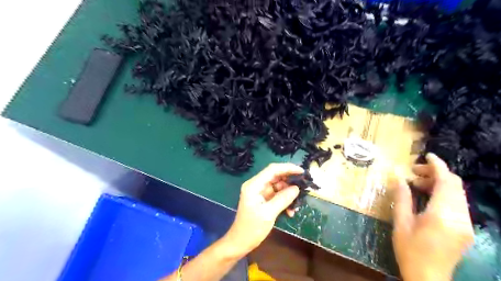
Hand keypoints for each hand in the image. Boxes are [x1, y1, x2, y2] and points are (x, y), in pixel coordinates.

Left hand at [220, 163, 302, 259]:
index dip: (288, 168)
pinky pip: (277, 195)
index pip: (272, 169)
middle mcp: (257, 185)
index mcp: (254, 185)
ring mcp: (260, 192)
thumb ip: (283, 199)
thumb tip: (297, 188)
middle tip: (304, 186)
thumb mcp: (269, 213)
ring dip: (289, 194)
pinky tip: (290, 212)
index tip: (302, 172)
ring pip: (279, 186)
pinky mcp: (264, 199)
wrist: (240, 242)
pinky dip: (285, 201)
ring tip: (297, 204)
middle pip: (276, 176)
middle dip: (290, 181)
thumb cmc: (252, 228)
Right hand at [391, 154, 474, 280]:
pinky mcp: (465, 228)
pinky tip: (427, 198)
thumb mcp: (401, 222)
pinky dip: (443, 194)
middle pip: (454, 185)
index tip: (427, 155)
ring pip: (457, 194)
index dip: (438, 166)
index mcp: (441, 215)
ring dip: (438, 184)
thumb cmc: (409, 249)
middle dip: (435, 173)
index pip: (446, 182)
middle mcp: (459, 217)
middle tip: (414, 172)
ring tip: (416, 185)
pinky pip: (457, 203)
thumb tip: (398, 177)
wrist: (428, 277)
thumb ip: (402, 198)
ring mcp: (466, 224)